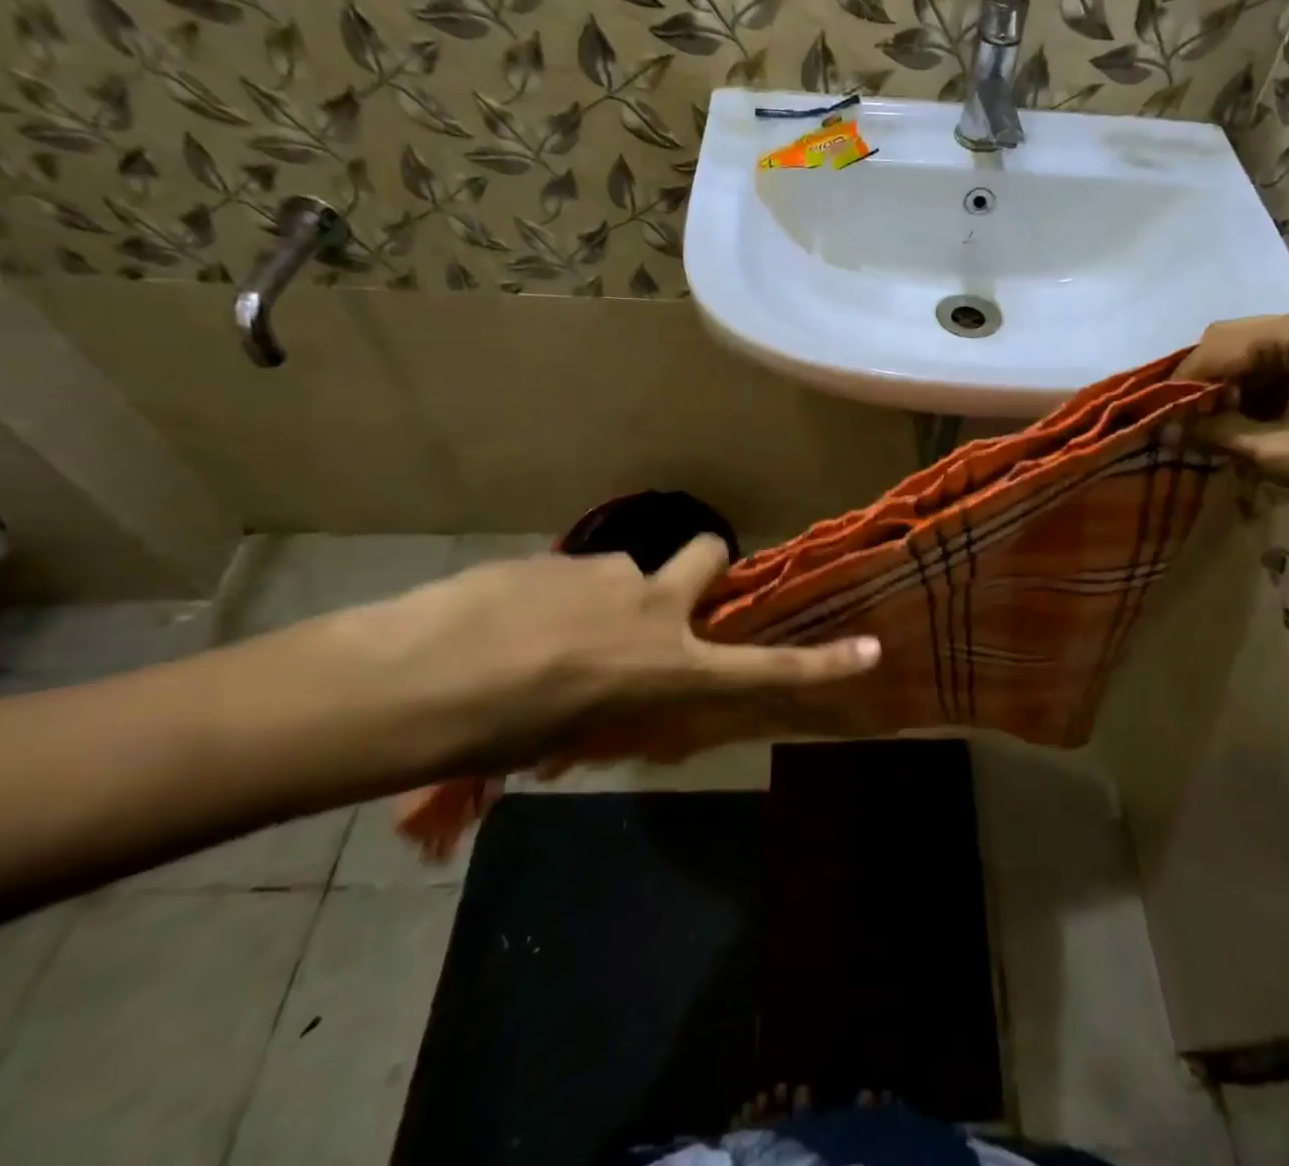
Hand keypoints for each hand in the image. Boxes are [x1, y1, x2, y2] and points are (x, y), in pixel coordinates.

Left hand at [375, 536, 879, 769]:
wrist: (417, 681)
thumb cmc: (501, 733)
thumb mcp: (579, 735)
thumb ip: (616, 700)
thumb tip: (615, 686)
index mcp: (669, 666)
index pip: (764, 665)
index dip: (822, 661)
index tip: (871, 648)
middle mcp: (655, 608)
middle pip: (709, 553)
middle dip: (704, 565)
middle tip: (667, 592)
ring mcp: (608, 574)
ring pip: (625, 573)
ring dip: (603, 596)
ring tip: (543, 634)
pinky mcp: (557, 558)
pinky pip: (572, 574)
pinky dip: (555, 595)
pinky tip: (506, 622)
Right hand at [1176, 310, 1288, 531]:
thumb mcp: (1281, 453)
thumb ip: (1218, 435)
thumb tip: (1165, 432)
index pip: (1214, 348)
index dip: (1180, 385)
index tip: (1154, 420)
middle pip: (1228, 343)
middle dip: (1201, 384)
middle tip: (1181, 425)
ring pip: (1249, 357)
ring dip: (1224, 391)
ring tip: (1209, 432)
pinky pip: (1273, 370)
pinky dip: (1251, 396)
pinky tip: (1244, 428)